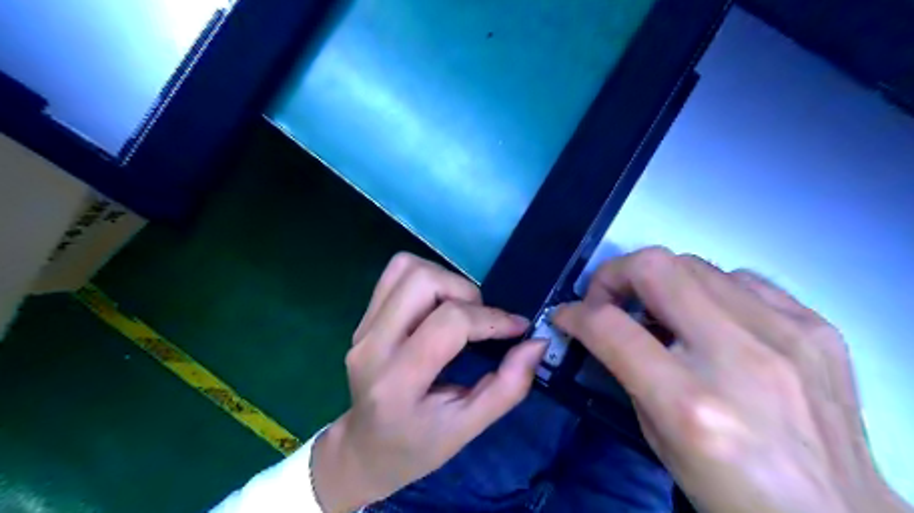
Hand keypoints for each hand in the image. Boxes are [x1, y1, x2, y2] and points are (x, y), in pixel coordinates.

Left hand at [310, 252, 545, 512]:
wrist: (364, 449)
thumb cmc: (417, 446)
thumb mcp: (468, 428)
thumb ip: (508, 387)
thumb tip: (537, 343)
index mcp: (398, 381)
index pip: (449, 324)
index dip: (492, 319)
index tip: (517, 328)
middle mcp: (373, 346)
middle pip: (423, 282)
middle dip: (465, 292)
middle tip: (480, 321)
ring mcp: (362, 328)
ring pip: (407, 268)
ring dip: (445, 280)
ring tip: (460, 310)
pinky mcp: (362, 319)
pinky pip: (395, 274)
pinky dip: (426, 278)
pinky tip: (437, 305)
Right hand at [549, 247, 906, 510]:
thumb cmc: (733, 491)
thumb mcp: (658, 441)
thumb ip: (628, 374)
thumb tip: (606, 329)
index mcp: (692, 404)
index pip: (610, 327)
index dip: (575, 313)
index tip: (567, 315)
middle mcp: (739, 359)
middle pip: (656, 268)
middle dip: (615, 274)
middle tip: (608, 299)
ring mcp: (786, 336)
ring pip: (695, 264)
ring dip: (659, 281)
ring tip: (657, 309)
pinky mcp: (817, 328)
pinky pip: (741, 280)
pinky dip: (708, 289)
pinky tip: (709, 317)